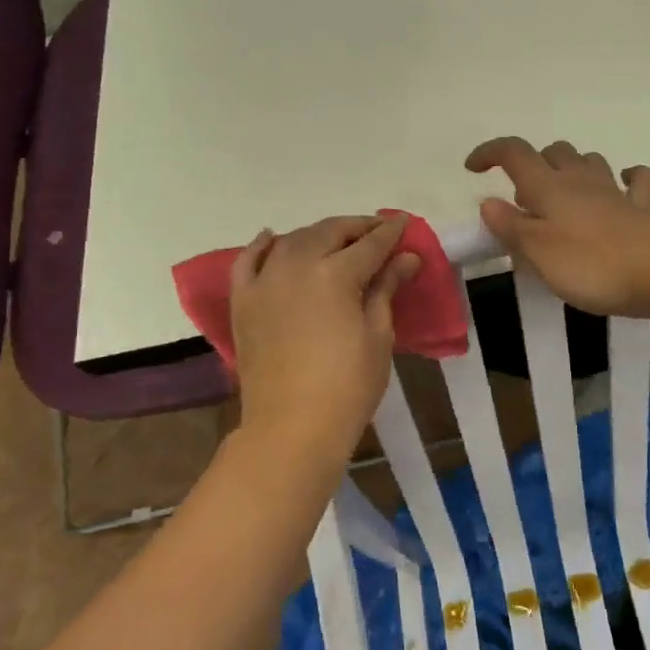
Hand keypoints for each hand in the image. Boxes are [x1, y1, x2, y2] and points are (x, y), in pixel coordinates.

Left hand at [230, 215, 420, 459]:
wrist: (291, 427)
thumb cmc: (348, 385)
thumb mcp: (378, 335)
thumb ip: (386, 288)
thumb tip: (406, 258)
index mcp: (334, 274)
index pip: (369, 244)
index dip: (390, 232)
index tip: (404, 222)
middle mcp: (295, 266)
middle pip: (329, 232)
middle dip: (356, 227)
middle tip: (377, 231)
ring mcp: (264, 281)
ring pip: (292, 240)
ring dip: (318, 234)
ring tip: (337, 239)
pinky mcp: (243, 301)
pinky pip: (248, 261)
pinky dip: (261, 245)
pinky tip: (273, 238)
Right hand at [464, 138, 649, 318]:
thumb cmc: (592, 264)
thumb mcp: (538, 252)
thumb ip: (511, 227)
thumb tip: (488, 202)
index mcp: (549, 187)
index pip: (514, 153)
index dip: (491, 152)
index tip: (473, 168)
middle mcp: (580, 180)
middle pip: (553, 152)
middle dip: (533, 164)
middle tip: (522, 199)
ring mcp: (615, 192)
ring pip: (589, 161)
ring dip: (571, 168)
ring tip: (561, 195)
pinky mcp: (643, 209)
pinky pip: (635, 181)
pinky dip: (626, 178)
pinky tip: (621, 185)